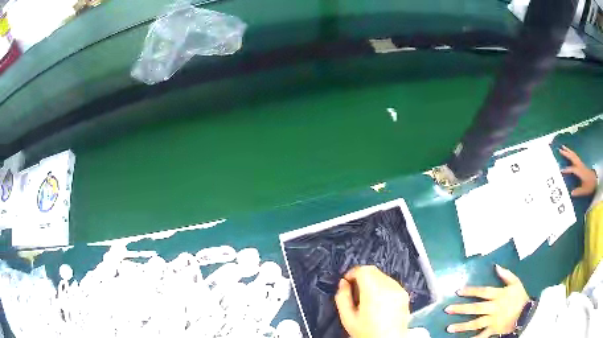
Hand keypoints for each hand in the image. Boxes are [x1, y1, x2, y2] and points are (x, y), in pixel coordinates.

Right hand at [335, 265, 409, 337]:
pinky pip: (391, 283)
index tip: (346, 281)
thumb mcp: (347, 318)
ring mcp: (399, 290)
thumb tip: (343, 283)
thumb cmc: (367, 332)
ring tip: (366, 297)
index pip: (363, 270)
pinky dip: (382, 286)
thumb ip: (342, 298)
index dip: (352, 273)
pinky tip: (378, 300)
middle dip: (361, 276)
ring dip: (372, 280)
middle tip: (354, 289)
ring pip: (382, 275)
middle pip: (373, 270)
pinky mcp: (405, 294)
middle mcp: (389, 287)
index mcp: (374, 292)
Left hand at [445, 265, 528, 337]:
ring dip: (462, 326)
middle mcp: (494, 308)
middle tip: (447, 310)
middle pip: (476, 308)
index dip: (470, 291)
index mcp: (498, 295)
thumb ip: (506, 274)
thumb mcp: (515, 282)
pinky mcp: (493, 330)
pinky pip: (481, 336)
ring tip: (449, 328)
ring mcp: (493, 320)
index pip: (482, 292)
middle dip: (461, 309)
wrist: (527, 312)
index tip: (458, 291)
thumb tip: (496, 266)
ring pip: (475, 323)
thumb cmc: (520, 296)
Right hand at [560, 145, 596, 195]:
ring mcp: (581, 163)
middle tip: (560, 149)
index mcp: (580, 171)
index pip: (572, 169)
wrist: (595, 180)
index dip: (567, 169)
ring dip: (569, 151)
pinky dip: (571, 153)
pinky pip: (575, 156)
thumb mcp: (584, 190)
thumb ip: (578, 192)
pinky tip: (569, 152)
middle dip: (567, 153)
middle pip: (573, 157)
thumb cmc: (589, 186)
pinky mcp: (581, 163)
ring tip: (563, 147)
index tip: (560, 170)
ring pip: (574, 155)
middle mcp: (580, 165)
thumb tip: (571, 193)